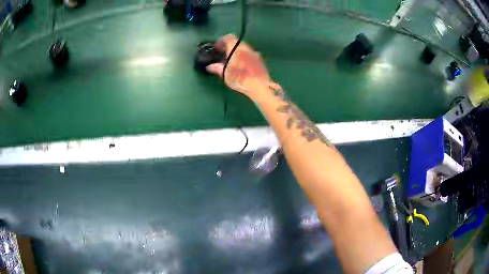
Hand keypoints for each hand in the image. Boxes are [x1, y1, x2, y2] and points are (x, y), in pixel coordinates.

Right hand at [206, 34, 276, 99]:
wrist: (260, 86)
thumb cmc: (240, 79)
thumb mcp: (225, 75)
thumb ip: (218, 68)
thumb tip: (210, 66)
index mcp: (236, 49)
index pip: (229, 37)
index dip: (222, 40)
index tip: (218, 46)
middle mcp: (246, 48)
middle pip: (237, 42)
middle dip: (230, 46)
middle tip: (224, 54)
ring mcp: (255, 53)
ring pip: (245, 48)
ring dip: (238, 52)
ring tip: (233, 60)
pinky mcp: (261, 60)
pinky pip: (251, 55)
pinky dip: (245, 57)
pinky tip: (243, 66)